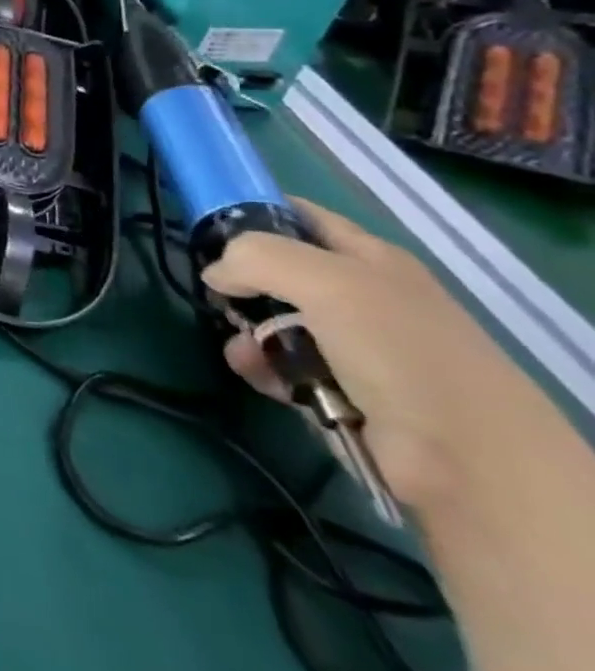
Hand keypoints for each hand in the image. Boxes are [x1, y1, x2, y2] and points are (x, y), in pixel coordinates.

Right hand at [203, 199, 545, 513]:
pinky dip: (264, 368)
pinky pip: (284, 366)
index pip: (302, 217)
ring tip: (242, 350)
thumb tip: (215, 272)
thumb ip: (254, 257)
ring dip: (248, 331)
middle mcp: (363, 296)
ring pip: (276, 321)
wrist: (467, 458)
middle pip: (281, 272)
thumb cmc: (398, 349)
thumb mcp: (322, 280)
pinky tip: (257, 374)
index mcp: (370, 258)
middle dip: (241, 280)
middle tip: (215, 292)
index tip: (204, 223)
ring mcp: (355, 346)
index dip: (254, 212)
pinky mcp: (342, 390)